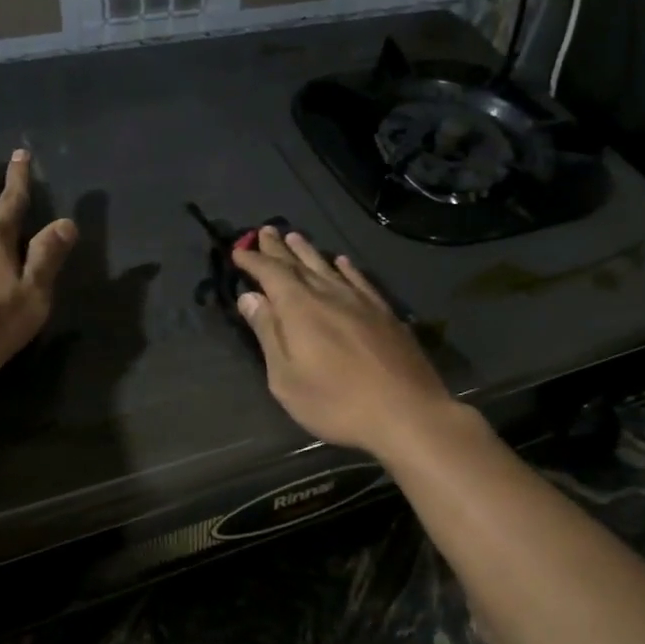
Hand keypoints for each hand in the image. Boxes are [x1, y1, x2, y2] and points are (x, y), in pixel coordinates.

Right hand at [232, 227, 459, 458]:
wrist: (406, 412)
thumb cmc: (335, 402)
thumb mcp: (286, 377)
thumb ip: (268, 333)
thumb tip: (250, 298)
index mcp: (299, 308)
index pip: (271, 273)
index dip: (253, 261)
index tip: (238, 251)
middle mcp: (329, 294)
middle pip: (299, 264)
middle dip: (278, 249)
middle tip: (264, 231)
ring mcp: (361, 301)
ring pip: (329, 267)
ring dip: (309, 251)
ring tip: (295, 237)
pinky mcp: (385, 313)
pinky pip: (359, 280)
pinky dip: (346, 268)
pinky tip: (342, 262)